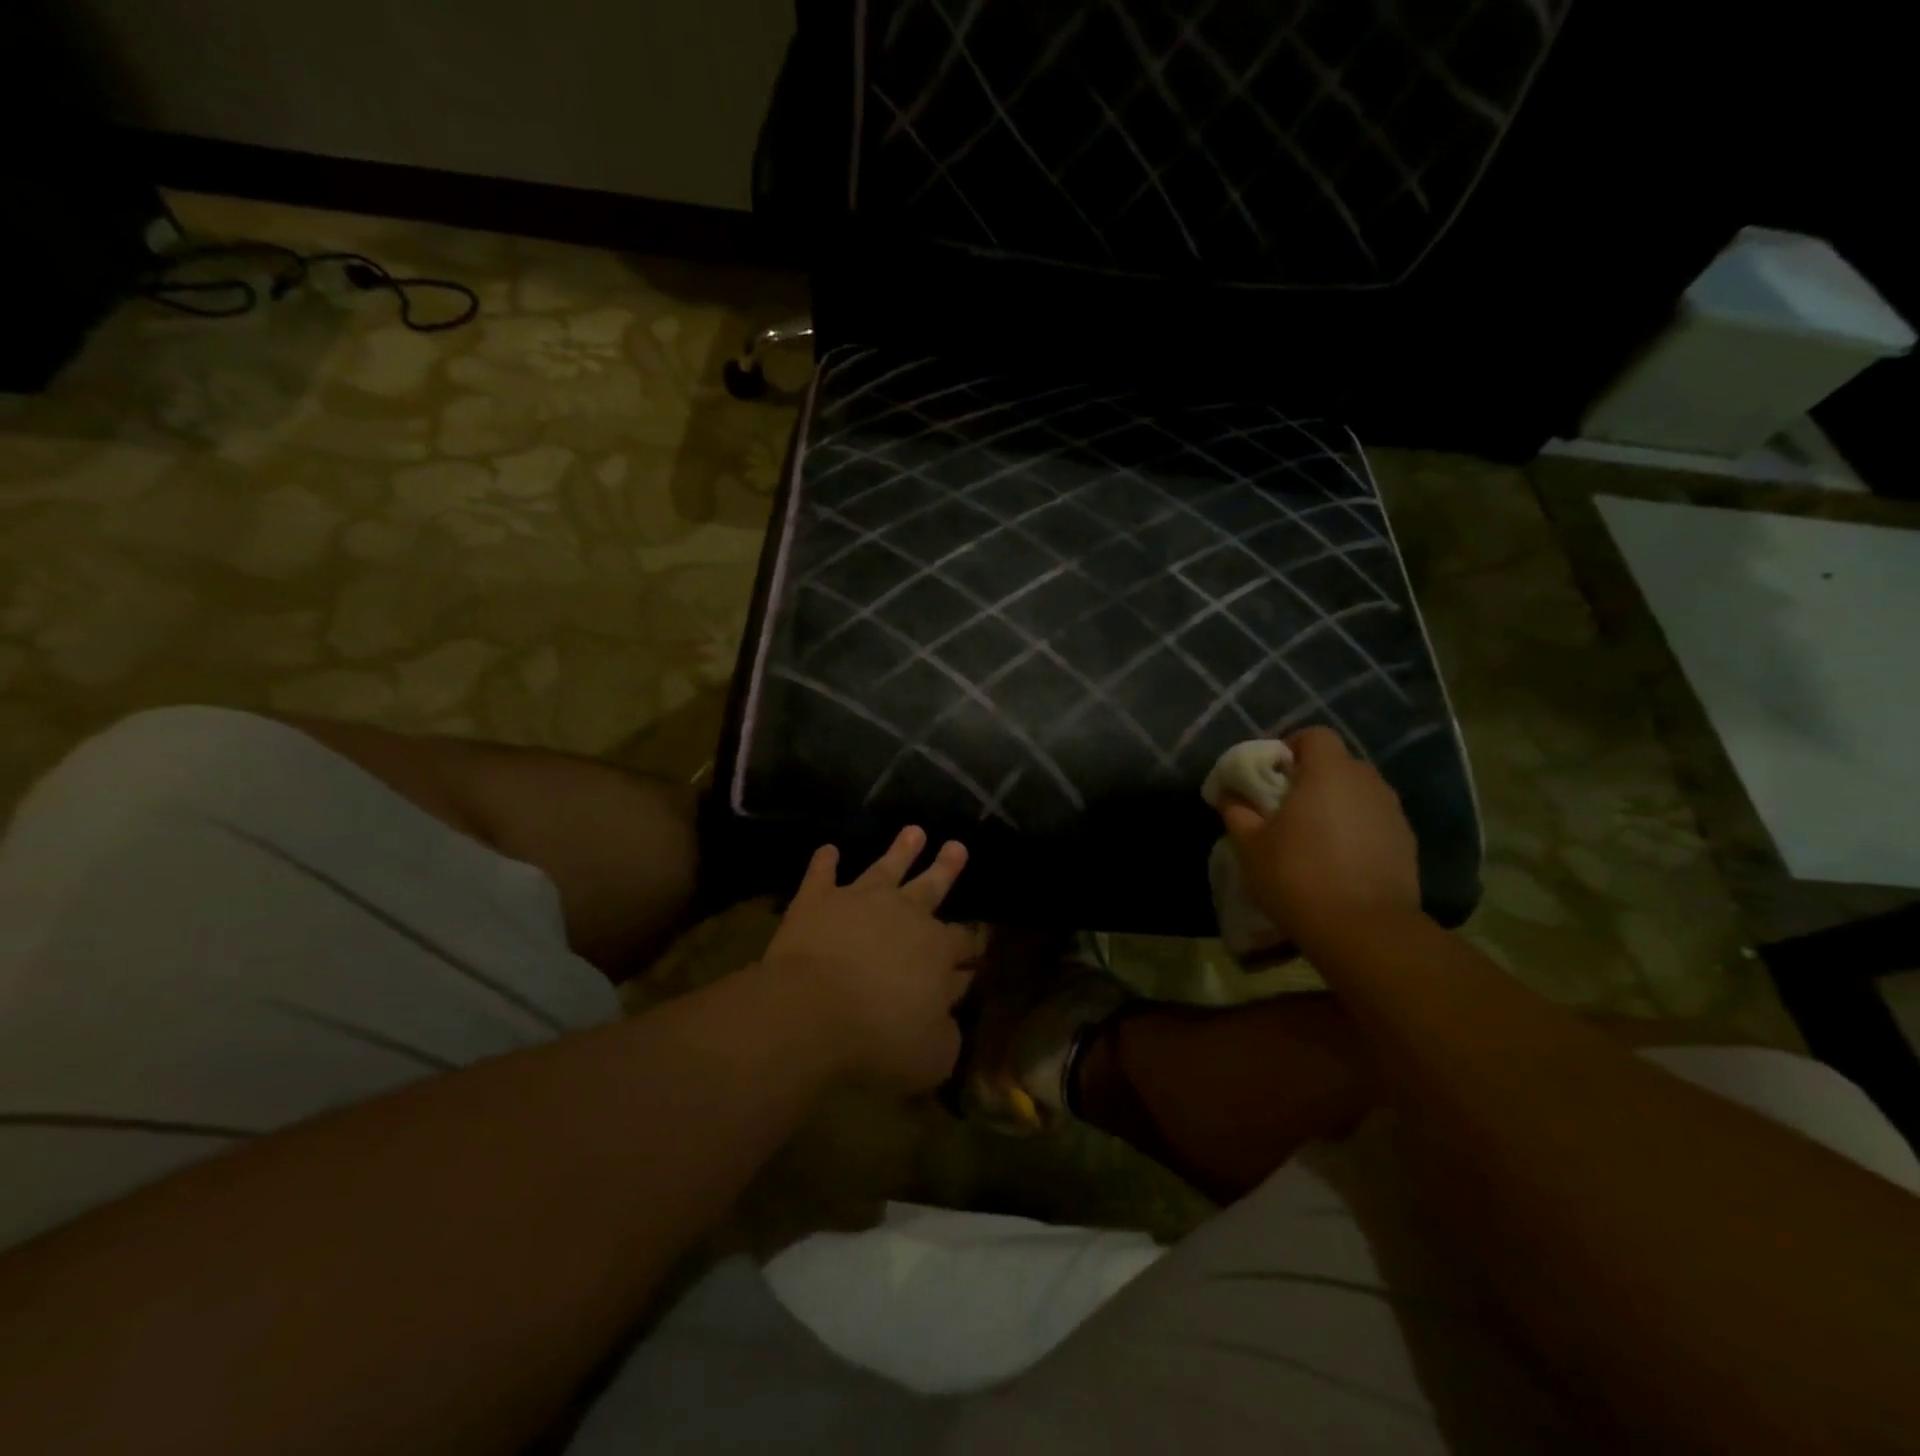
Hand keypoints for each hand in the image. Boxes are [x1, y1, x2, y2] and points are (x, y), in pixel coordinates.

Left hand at [763, 827, 979, 1093]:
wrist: (811, 1011)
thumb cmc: (878, 1039)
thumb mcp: (931, 1055)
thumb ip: (946, 1035)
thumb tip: (948, 1017)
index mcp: (938, 949)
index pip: (964, 942)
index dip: (971, 947)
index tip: (975, 950)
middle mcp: (905, 914)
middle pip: (932, 888)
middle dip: (946, 868)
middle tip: (957, 846)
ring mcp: (860, 900)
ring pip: (885, 868)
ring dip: (900, 850)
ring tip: (913, 831)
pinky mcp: (817, 901)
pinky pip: (821, 874)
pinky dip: (824, 862)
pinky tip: (827, 849)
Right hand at [1218, 726, 1421, 951]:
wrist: (1364, 929)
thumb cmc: (1297, 876)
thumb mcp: (1250, 845)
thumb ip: (1237, 811)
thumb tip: (1228, 793)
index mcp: (1328, 772)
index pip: (1314, 735)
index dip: (1290, 748)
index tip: (1271, 777)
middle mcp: (1367, 782)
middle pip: (1338, 763)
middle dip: (1312, 778)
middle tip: (1286, 808)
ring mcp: (1393, 812)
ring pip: (1359, 793)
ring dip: (1337, 804)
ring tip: (1314, 837)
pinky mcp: (1407, 843)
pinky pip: (1375, 821)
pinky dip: (1357, 829)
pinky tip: (1340, 860)